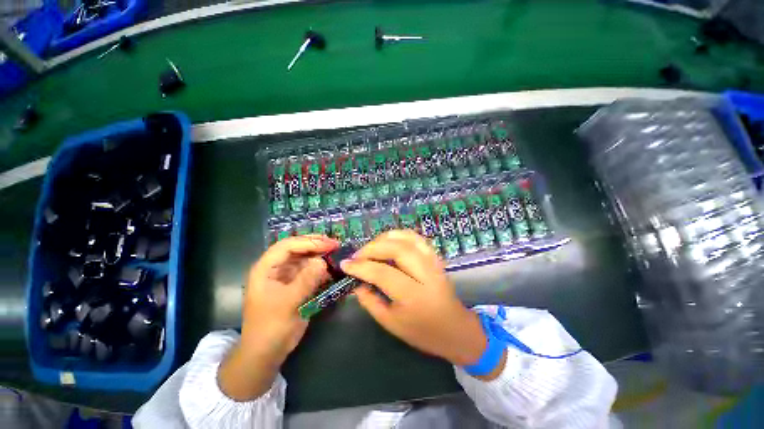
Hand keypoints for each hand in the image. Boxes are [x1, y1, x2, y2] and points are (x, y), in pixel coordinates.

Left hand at [219, 235, 337, 399]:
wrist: (266, 353)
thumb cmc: (271, 327)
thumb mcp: (288, 303)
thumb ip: (306, 280)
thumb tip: (322, 261)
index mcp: (266, 269)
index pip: (287, 246)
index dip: (309, 242)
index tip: (329, 244)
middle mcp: (275, 268)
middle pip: (296, 248)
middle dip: (315, 244)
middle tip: (334, 244)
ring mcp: (286, 276)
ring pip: (304, 258)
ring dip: (319, 255)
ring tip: (335, 253)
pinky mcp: (295, 285)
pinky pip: (308, 271)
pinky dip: (320, 268)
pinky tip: (331, 268)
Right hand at [341, 230, 505, 379]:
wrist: (455, 328)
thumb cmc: (422, 332)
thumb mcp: (391, 323)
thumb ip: (370, 301)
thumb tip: (356, 281)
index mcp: (413, 296)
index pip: (382, 273)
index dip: (360, 266)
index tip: (345, 264)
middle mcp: (425, 274)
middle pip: (396, 249)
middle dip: (371, 248)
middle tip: (357, 255)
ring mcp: (433, 262)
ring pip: (407, 238)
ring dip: (385, 238)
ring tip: (371, 247)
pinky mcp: (435, 256)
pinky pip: (416, 238)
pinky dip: (399, 235)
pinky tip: (388, 241)